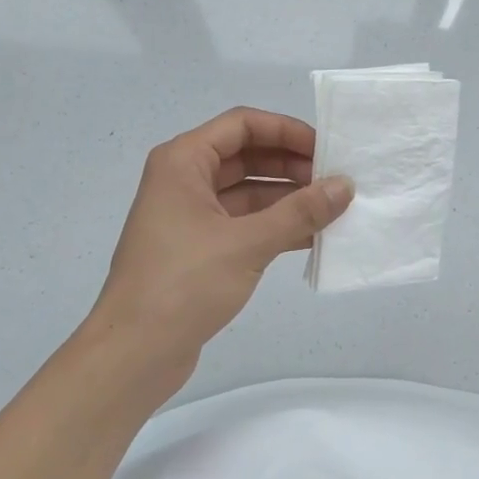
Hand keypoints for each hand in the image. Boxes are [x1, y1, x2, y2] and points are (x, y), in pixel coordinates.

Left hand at [86, 108, 352, 400]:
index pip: (242, 124)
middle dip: (291, 164)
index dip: (286, 131)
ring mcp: (190, 216)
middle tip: (336, 180)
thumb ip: (300, 212)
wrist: (134, 353)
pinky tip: (312, 237)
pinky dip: (275, 225)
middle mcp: (184, 180)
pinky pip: (243, 223)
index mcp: (183, 161)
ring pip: (247, 191)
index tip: (326, 149)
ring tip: (333, 208)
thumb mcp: (247, 243)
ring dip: (287, 197)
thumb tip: (345, 186)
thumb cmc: (184, 283)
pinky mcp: (199, 248)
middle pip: (246, 155)